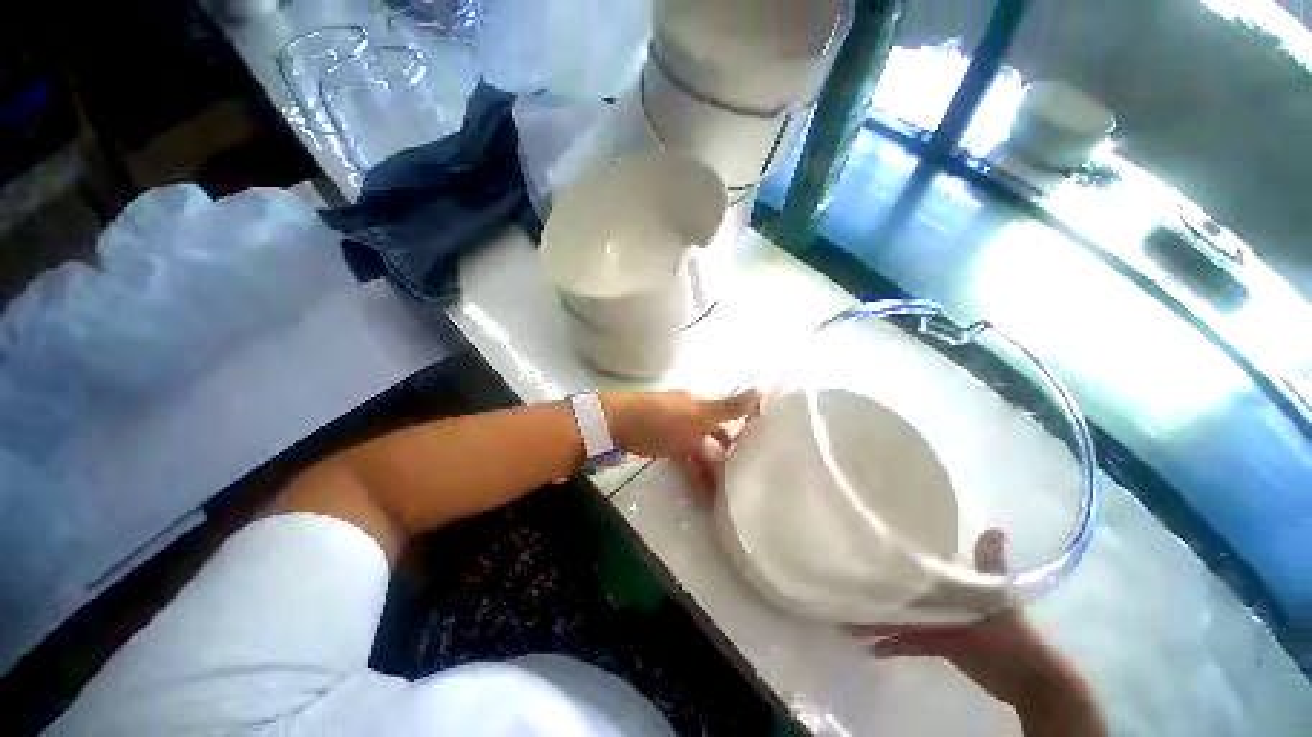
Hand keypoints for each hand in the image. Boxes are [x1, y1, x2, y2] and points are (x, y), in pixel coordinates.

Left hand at [603, 389, 759, 493]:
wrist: (619, 426)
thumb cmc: (663, 418)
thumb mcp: (698, 413)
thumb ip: (729, 406)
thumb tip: (762, 387)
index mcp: (704, 404)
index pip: (733, 412)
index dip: (750, 425)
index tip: (770, 445)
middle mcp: (696, 416)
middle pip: (720, 435)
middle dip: (734, 453)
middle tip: (752, 477)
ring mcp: (681, 433)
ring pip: (706, 451)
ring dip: (717, 469)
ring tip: (733, 494)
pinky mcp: (668, 448)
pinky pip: (689, 463)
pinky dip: (697, 477)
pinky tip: (707, 495)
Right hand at [851, 530, 1105, 736]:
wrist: (1029, 679)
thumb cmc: (1013, 637)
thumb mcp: (999, 601)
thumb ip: (990, 568)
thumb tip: (994, 528)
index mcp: (949, 583)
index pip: (913, 567)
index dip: (888, 560)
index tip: (857, 551)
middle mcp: (937, 597)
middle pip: (899, 593)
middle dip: (874, 592)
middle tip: (841, 588)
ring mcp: (935, 621)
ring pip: (899, 618)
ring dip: (876, 621)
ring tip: (846, 622)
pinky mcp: (937, 644)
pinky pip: (908, 643)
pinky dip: (891, 645)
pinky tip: (870, 648)